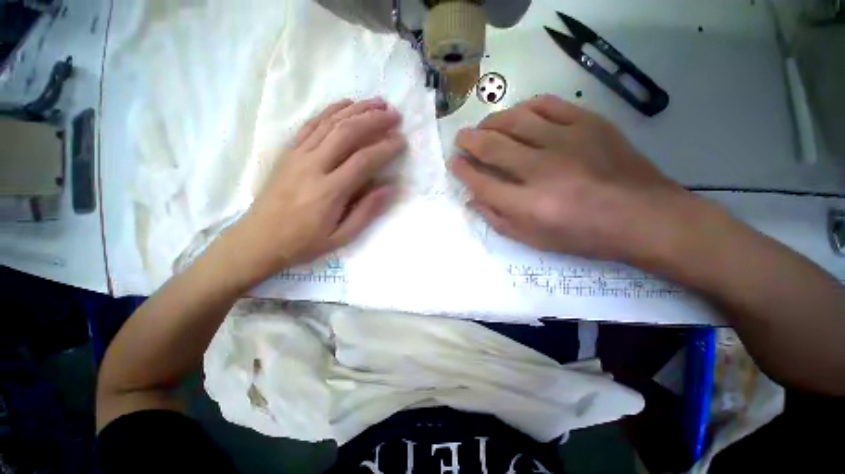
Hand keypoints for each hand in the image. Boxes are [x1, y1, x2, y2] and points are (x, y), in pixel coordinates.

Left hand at [226, 98, 404, 284]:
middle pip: (347, 132)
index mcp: (329, 191)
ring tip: (377, 103)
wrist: (259, 239)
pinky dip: (331, 111)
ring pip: (331, 123)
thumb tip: (390, 187)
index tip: (401, 141)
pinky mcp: (288, 152)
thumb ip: (367, 211)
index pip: (364, 160)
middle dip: (374, 120)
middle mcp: (313, 166)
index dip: (386, 148)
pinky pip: (312, 125)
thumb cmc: (304, 242)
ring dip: (357, 110)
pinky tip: (346, 104)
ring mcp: (298, 155)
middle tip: (394, 115)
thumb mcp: (341, 237)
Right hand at [450, 95, 699, 264]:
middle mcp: (542, 170)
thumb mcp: (534, 240)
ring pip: (515, 119)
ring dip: (491, 121)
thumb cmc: (584, 236)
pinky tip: (517, 115)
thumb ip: (498, 219)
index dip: (462, 171)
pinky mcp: (588, 123)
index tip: (454, 163)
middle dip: (469, 140)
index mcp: (529, 205)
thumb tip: (473, 199)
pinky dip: (525, 107)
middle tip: (461, 139)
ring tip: (484, 127)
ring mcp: (566, 142)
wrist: (643, 217)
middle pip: (492, 146)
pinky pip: (547, 105)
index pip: (481, 182)